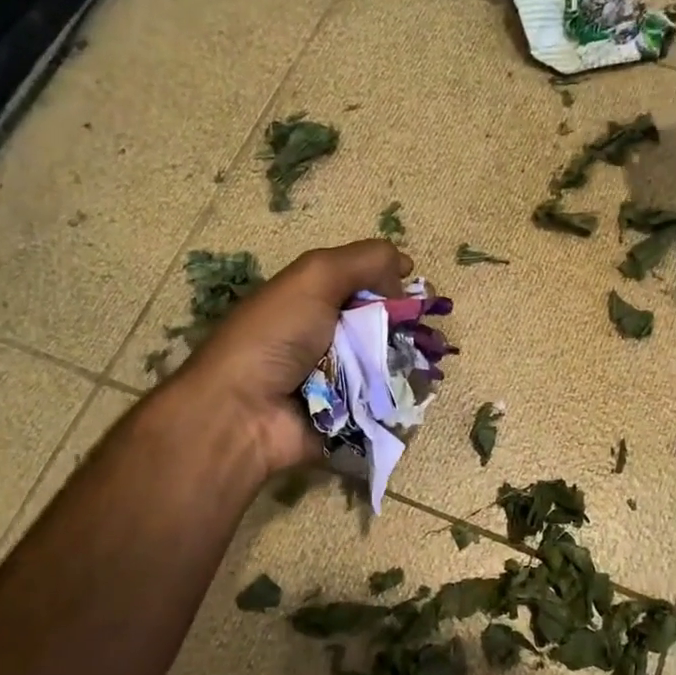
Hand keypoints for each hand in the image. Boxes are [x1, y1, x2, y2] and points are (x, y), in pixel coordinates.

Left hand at [171, 240, 411, 480]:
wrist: (243, 414)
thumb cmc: (275, 336)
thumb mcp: (315, 277)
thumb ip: (364, 260)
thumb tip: (405, 265)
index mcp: (315, 298)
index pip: (367, 282)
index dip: (396, 283)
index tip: (420, 291)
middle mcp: (327, 334)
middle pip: (384, 322)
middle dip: (411, 324)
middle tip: (430, 332)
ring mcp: (339, 376)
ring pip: (390, 361)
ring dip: (412, 359)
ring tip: (432, 360)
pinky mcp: (349, 413)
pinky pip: (386, 398)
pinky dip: (404, 393)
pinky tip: (421, 387)